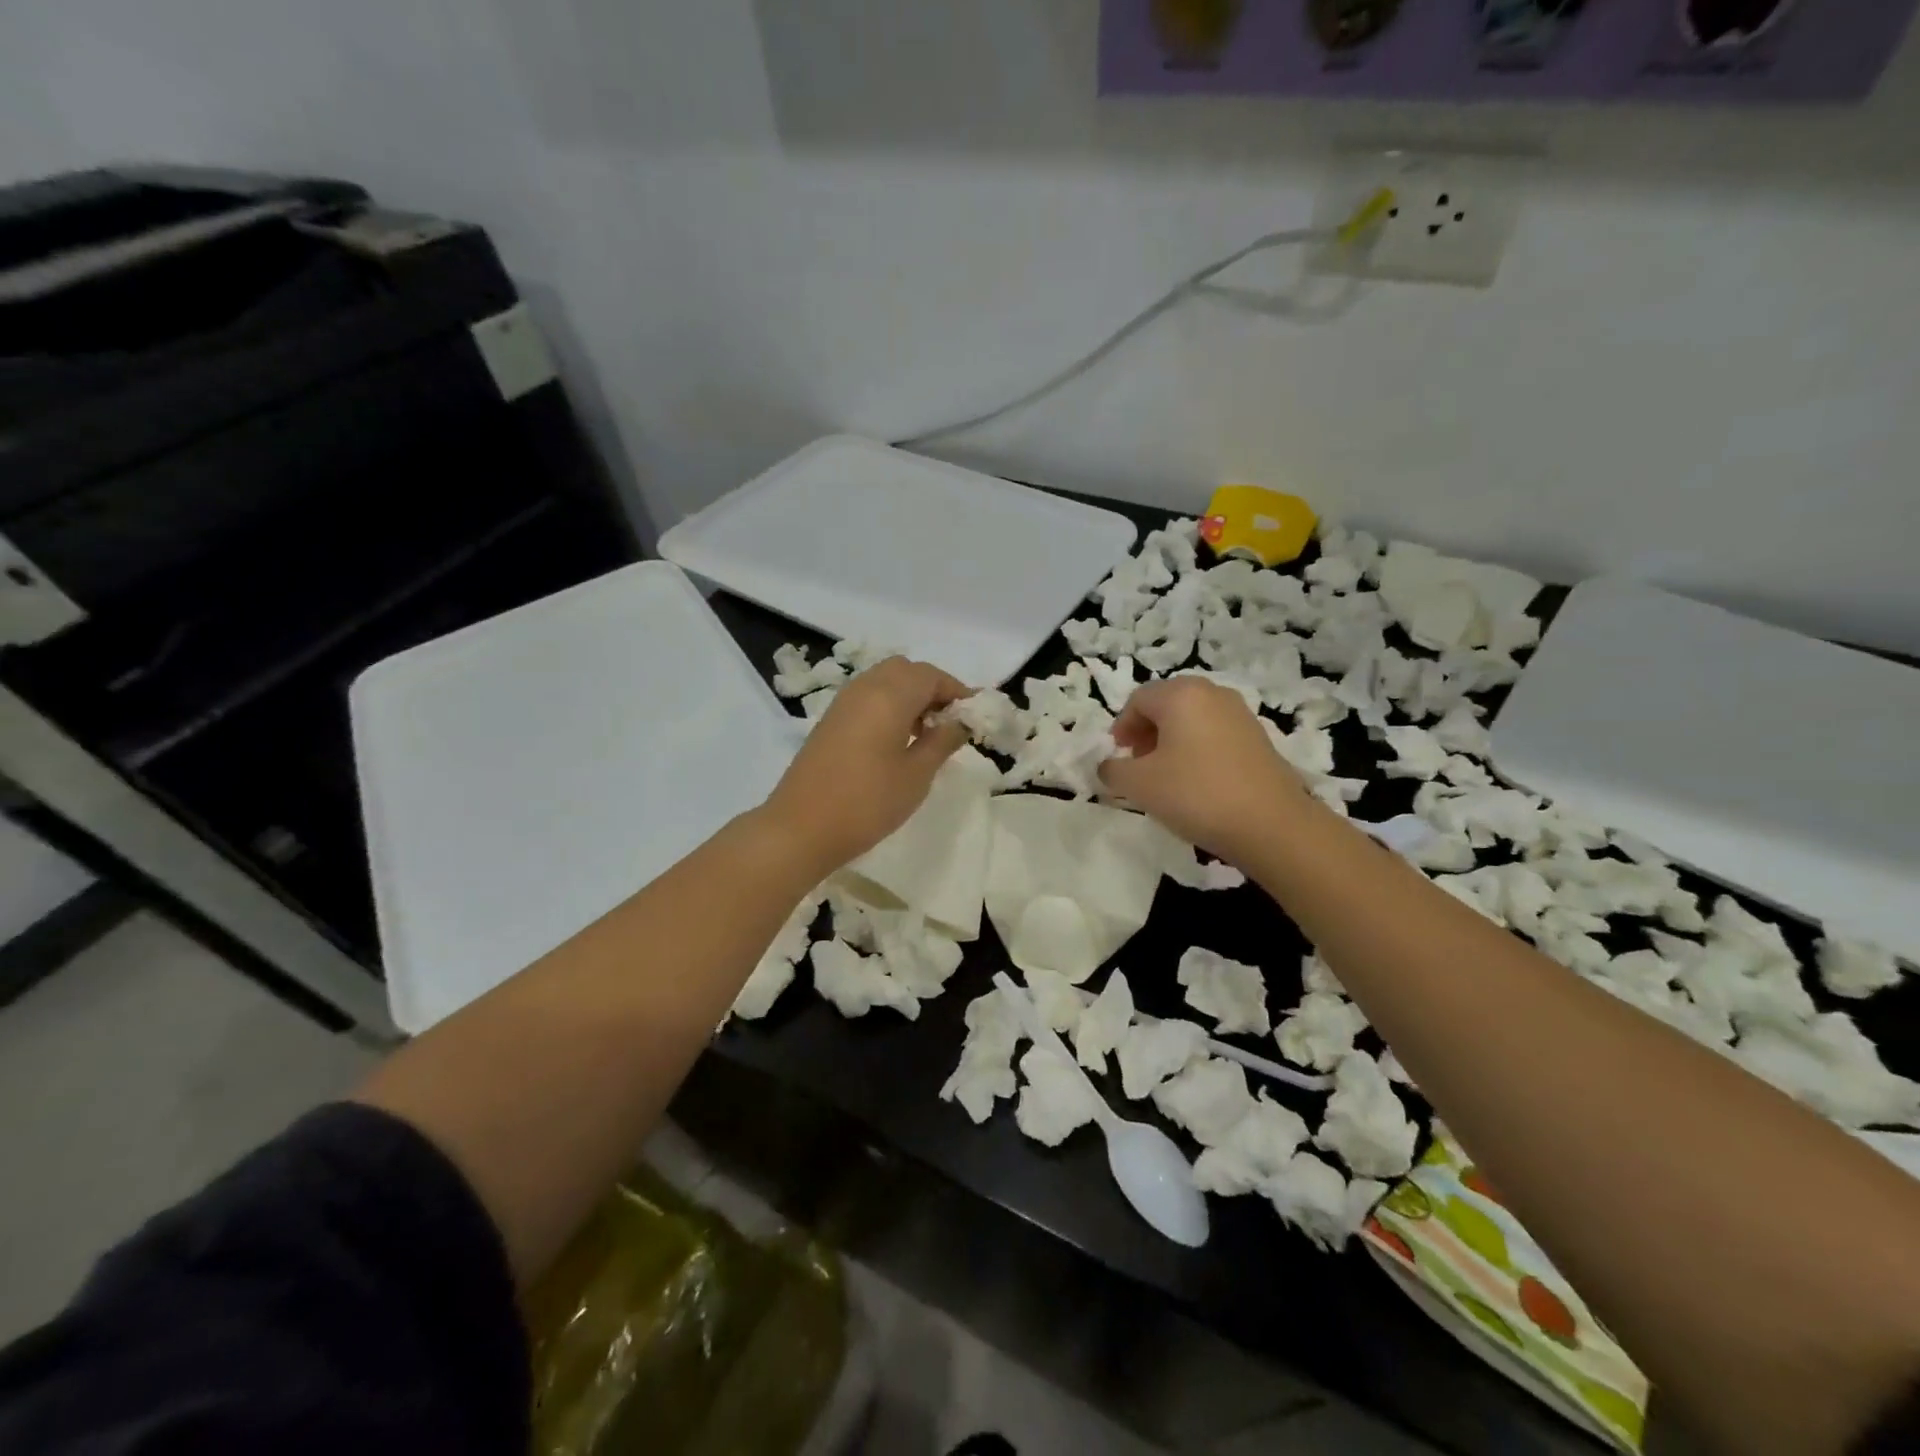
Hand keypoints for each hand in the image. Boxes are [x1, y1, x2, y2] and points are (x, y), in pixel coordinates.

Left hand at [761, 656, 970, 875]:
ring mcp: (843, 703)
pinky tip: (896, 741)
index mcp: (889, 695)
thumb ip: (942, 741)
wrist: (800, 828)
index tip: (973, 716)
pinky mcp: (830, 721)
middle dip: (932, 689)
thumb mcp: (916, 774)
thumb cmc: (868, 802)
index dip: (956, 691)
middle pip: (906, 671)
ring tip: (925, 734)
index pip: (931, 675)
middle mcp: (864, 688)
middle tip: (949, 722)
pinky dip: (888, 706)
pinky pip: (867, 698)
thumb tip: (960, 721)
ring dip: (909, 696)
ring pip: (884, 681)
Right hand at [1099, 676, 1312, 863]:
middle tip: (1138, 762)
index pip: (1138, 700)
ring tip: (1166, 775)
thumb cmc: (1196, 794)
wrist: (1271, 824)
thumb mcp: (1139, 785)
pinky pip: (1215, 733)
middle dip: (1147, 731)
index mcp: (1181, 695)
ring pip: (1193, 719)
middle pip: (1167, 704)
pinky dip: (1197, 749)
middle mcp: (1212, 694)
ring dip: (1172, 740)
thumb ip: (1113, 770)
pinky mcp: (1259, 738)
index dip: (1122, 726)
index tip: (1118, 755)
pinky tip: (1197, 782)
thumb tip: (1109, 766)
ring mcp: (1241, 714)